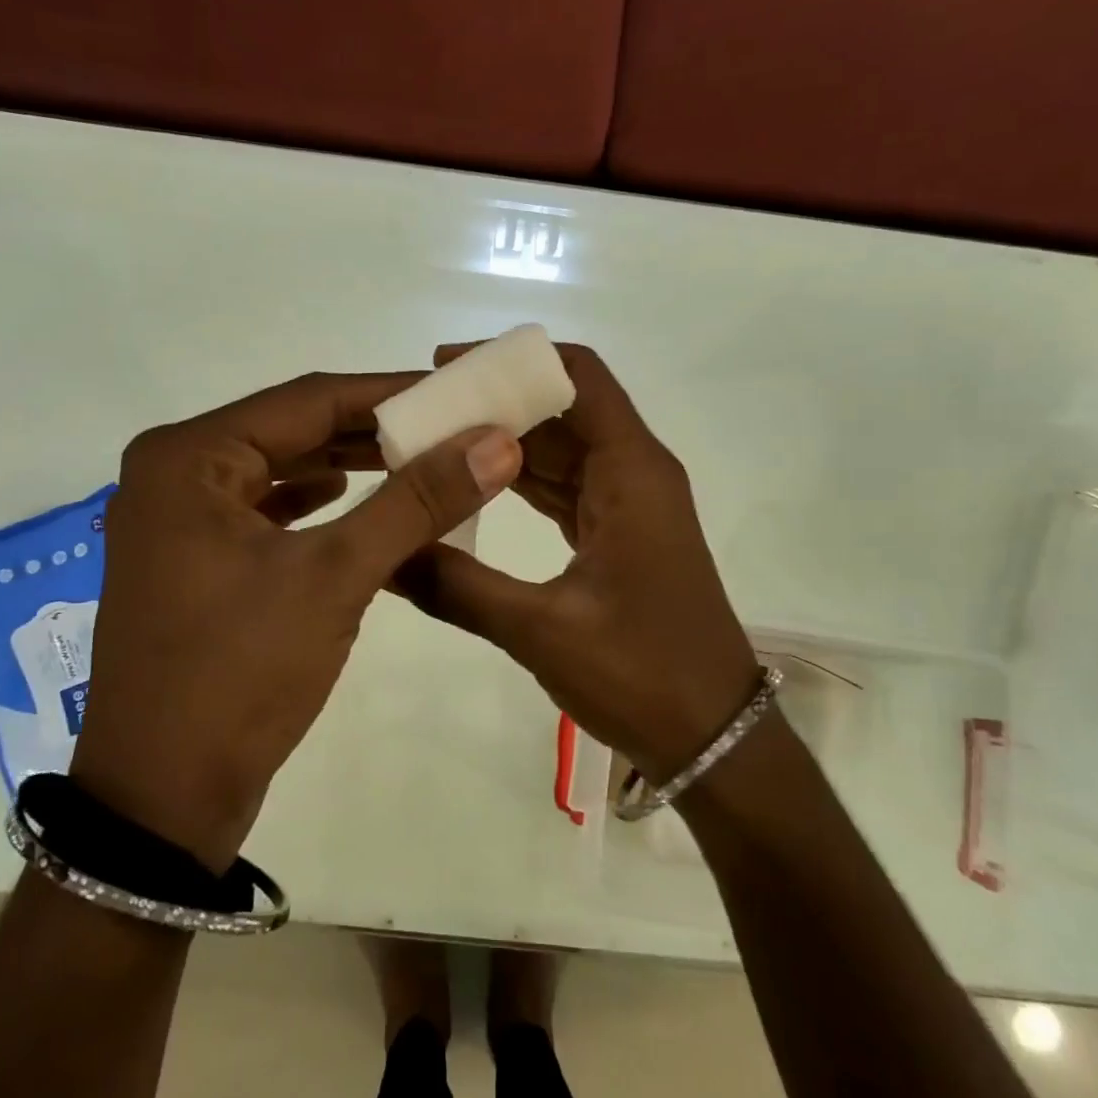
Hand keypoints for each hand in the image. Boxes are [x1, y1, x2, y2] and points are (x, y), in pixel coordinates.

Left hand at [72, 371, 522, 869]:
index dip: (392, 392)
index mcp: (189, 457)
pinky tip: (352, 500)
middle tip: (450, 428)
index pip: (309, 400)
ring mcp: (178, 519)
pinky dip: (315, 505)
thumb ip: (416, 501)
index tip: (458, 391)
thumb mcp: (336, 576)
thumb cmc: (240, 674)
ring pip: (281, 470)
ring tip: (419, 460)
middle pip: (294, 430)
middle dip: (374, 431)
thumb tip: (495, 441)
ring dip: (349, 466)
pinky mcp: (193, 559)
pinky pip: (266, 511)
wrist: (163, 798)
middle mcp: (174, 473)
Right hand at [394, 344, 759, 779]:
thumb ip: (457, 587)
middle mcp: (633, 473)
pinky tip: (469, 486)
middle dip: (495, 403)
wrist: (713, 737)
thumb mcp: (541, 631)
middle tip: (420, 411)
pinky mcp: (618, 536)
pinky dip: (519, 483)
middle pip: (562, 410)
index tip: (446, 367)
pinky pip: (564, 490)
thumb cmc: (643, 674)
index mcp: (631, 472)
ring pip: (560, 451)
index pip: (578, 376)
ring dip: (502, 444)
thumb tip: (383, 556)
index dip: (514, 360)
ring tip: (430, 441)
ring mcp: (627, 505)